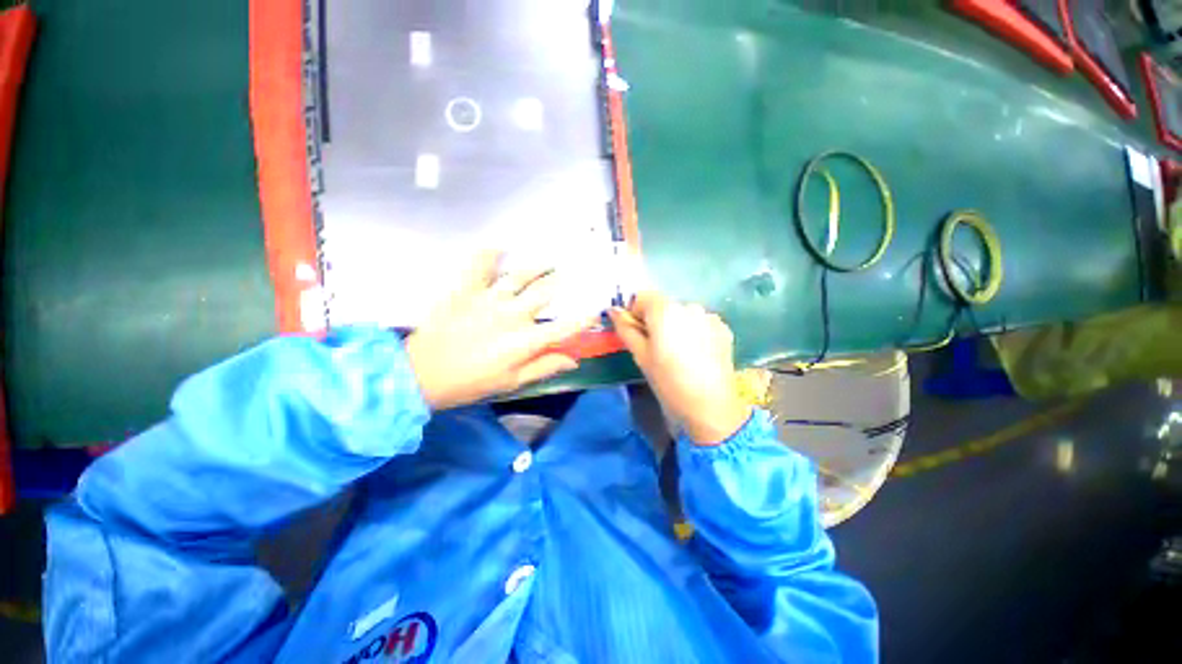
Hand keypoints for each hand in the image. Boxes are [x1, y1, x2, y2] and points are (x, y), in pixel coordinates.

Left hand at [406, 251, 596, 409]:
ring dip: (536, 266)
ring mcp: (489, 299)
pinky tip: (498, 247)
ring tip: (547, 260)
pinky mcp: (466, 290)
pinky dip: (488, 253)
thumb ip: (544, 367)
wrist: (421, 375)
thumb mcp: (512, 382)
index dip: (583, 318)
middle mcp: (513, 315)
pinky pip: (478, 265)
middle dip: (560, 282)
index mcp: (526, 341)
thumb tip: (574, 360)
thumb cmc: (471, 383)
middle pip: (545, 293)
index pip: (565, 327)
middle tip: (568, 274)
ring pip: (520, 276)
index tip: (595, 308)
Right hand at [609, 292, 751, 445]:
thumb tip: (613, 310)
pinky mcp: (723, 329)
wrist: (710, 408)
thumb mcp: (641, 355)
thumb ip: (625, 328)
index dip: (634, 314)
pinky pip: (700, 323)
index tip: (636, 336)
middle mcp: (689, 305)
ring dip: (676, 326)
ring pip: (682, 314)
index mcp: (665, 310)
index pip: (641, 297)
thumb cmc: (668, 382)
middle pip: (663, 305)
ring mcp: (709, 316)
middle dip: (655, 321)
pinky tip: (696, 355)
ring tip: (679, 354)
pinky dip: (694, 332)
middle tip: (656, 349)